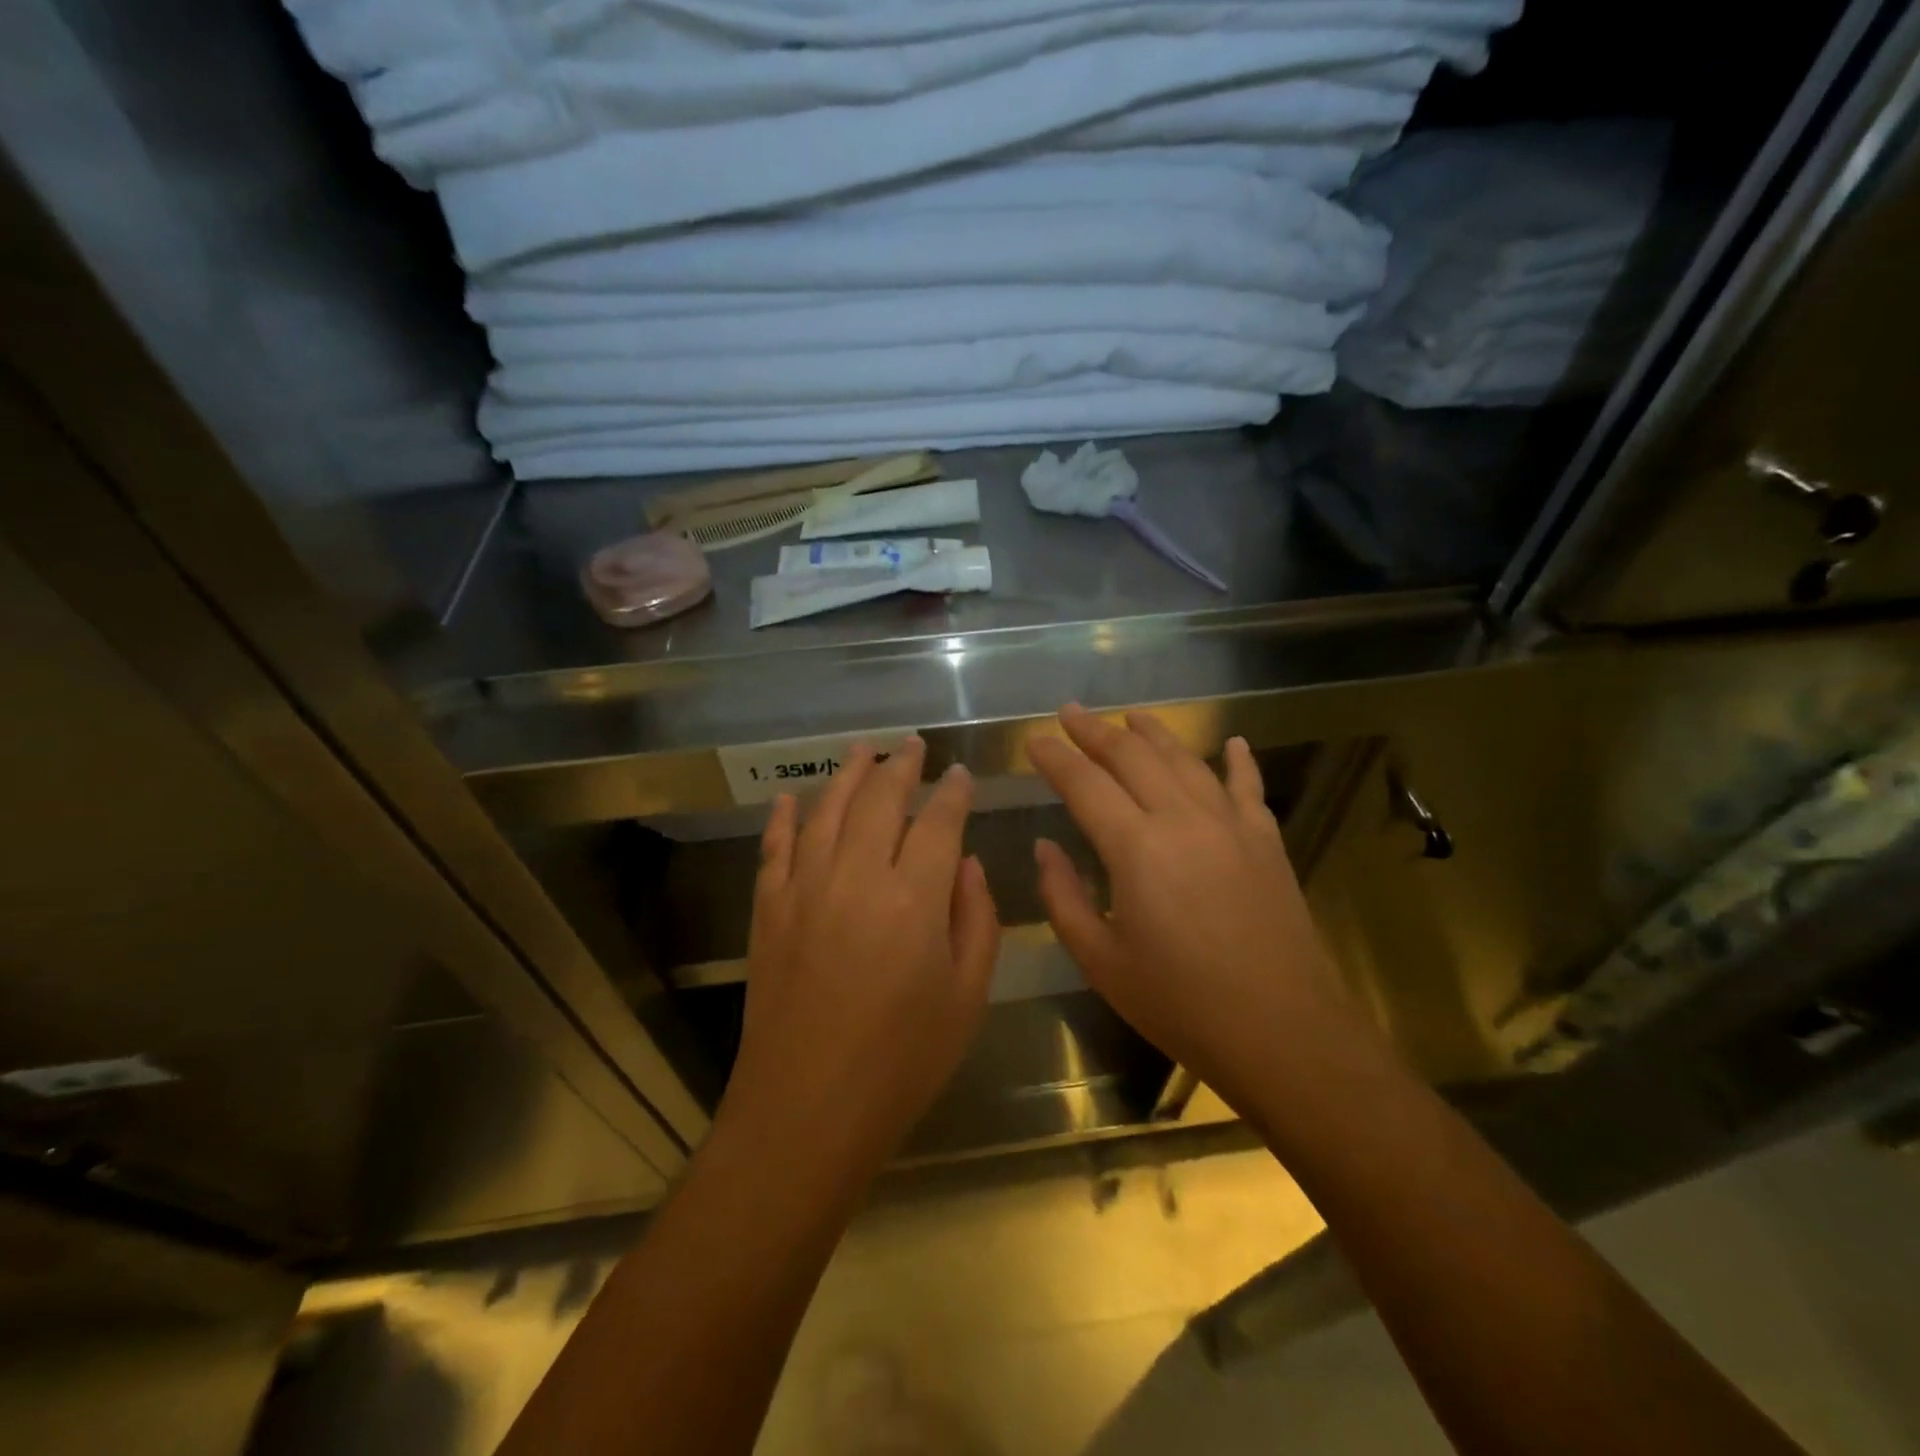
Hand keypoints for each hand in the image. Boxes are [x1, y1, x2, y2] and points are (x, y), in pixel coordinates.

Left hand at [720, 738, 999, 1184]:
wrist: (806, 1110)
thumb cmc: (903, 1061)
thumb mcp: (967, 997)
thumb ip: (976, 919)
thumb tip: (965, 862)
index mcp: (914, 898)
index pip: (938, 822)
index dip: (952, 792)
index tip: (960, 773)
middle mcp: (856, 877)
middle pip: (880, 801)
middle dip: (901, 768)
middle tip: (913, 745)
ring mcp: (804, 889)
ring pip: (827, 811)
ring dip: (848, 775)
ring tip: (864, 751)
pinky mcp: (768, 910)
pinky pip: (776, 847)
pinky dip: (785, 818)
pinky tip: (793, 798)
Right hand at [1027, 706, 1360, 1116]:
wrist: (1283, 1033)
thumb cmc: (1181, 1004)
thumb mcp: (1101, 962)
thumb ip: (1063, 898)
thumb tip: (1044, 847)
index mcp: (1136, 848)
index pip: (1085, 784)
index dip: (1055, 757)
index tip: (1033, 739)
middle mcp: (1182, 819)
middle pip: (1132, 757)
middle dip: (1095, 731)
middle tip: (1069, 712)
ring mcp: (1231, 825)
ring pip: (1185, 760)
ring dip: (1153, 733)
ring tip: (1130, 715)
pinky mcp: (1266, 841)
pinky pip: (1247, 787)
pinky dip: (1237, 760)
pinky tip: (1232, 742)